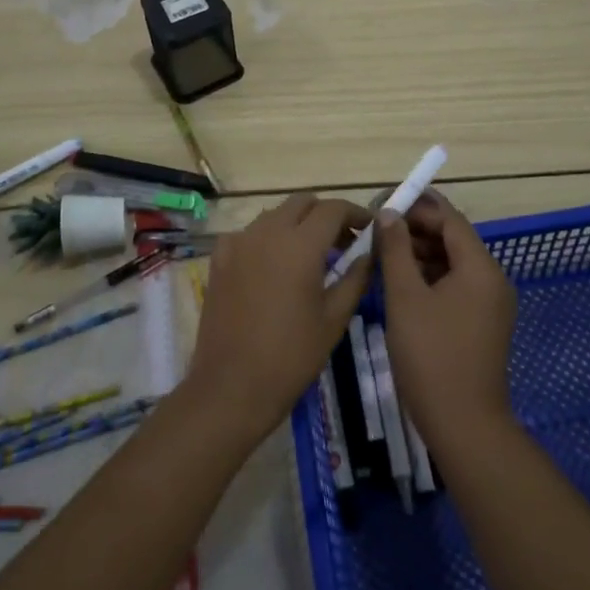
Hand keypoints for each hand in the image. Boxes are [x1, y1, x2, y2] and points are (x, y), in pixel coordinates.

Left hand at [186, 194, 371, 446]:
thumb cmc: (291, 356)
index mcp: (300, 244)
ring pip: (274, 215)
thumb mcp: (334, 318)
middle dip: (326, 215)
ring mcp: (238, 242)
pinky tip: (274, 266)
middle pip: (302, 203)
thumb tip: (369, 253)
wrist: (231, 386)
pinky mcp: (219, 259)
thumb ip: (355, 278)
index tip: (369, 229)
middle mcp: (267, 232)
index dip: (355, 214)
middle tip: (343, 242)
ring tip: (311, 255)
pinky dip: (267, 239)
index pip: (333, 209)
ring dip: (297, 224)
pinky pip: (249, 234)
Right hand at [377, 191, 518, 448]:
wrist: (463, 424)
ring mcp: (490, 305)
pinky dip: (430, 279)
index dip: (418, 207)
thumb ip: (396, 250)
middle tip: (378, 229)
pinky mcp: (482, 325)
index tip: (384, 204)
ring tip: (383, 253)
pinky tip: (400, 283)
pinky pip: (456, 287)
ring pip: (453, 265)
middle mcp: (492, 280)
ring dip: (421, 255)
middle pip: (454, 240)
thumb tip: (388, 214)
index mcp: (480, 268)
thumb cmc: (431, 355)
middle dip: (417, 230)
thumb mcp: (405, 298)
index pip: (450, 220)